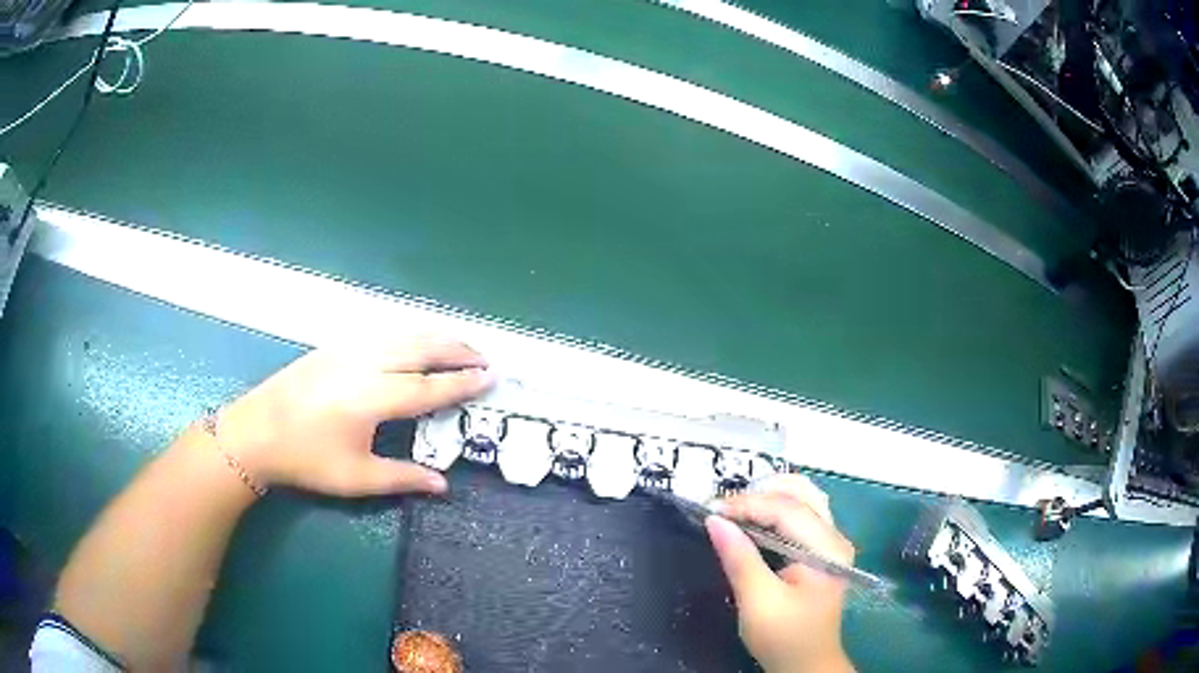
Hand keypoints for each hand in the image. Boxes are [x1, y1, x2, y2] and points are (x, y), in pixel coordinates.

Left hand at [216, 336, 493, 495]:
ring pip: (402, 335)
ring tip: (459, 347)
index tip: (490, 377)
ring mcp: (348, 349)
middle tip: (484, 357)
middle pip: (421, 349)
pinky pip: (383, 334)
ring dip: (435, 338)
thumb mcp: (355, 477)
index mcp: (372, 398)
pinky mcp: (334, 346)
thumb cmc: (305, 459)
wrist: (255, 432)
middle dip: (457, 351)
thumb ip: (402, 478)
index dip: (462, 384)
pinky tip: (414, 344)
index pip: (429, 388)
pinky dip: (410, 335)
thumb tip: (443, 485)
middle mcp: (365, 364)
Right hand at [706, 474, 855, 672]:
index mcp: (826, 549)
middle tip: (724, 506)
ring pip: (803, 500)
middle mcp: (834, 538)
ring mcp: (830, 543)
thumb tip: (715, 520)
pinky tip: (751, 520)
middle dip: (761, 492)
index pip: (788, 510)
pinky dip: (773, 510)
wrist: (806, 664)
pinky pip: (800, 515)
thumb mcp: (758, 603)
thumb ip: (740, 559)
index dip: (748, 504)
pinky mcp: (821, 551)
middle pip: (802, 494)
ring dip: (768, 497)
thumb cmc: (784, 637)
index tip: (711, 510)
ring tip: (734, 509)